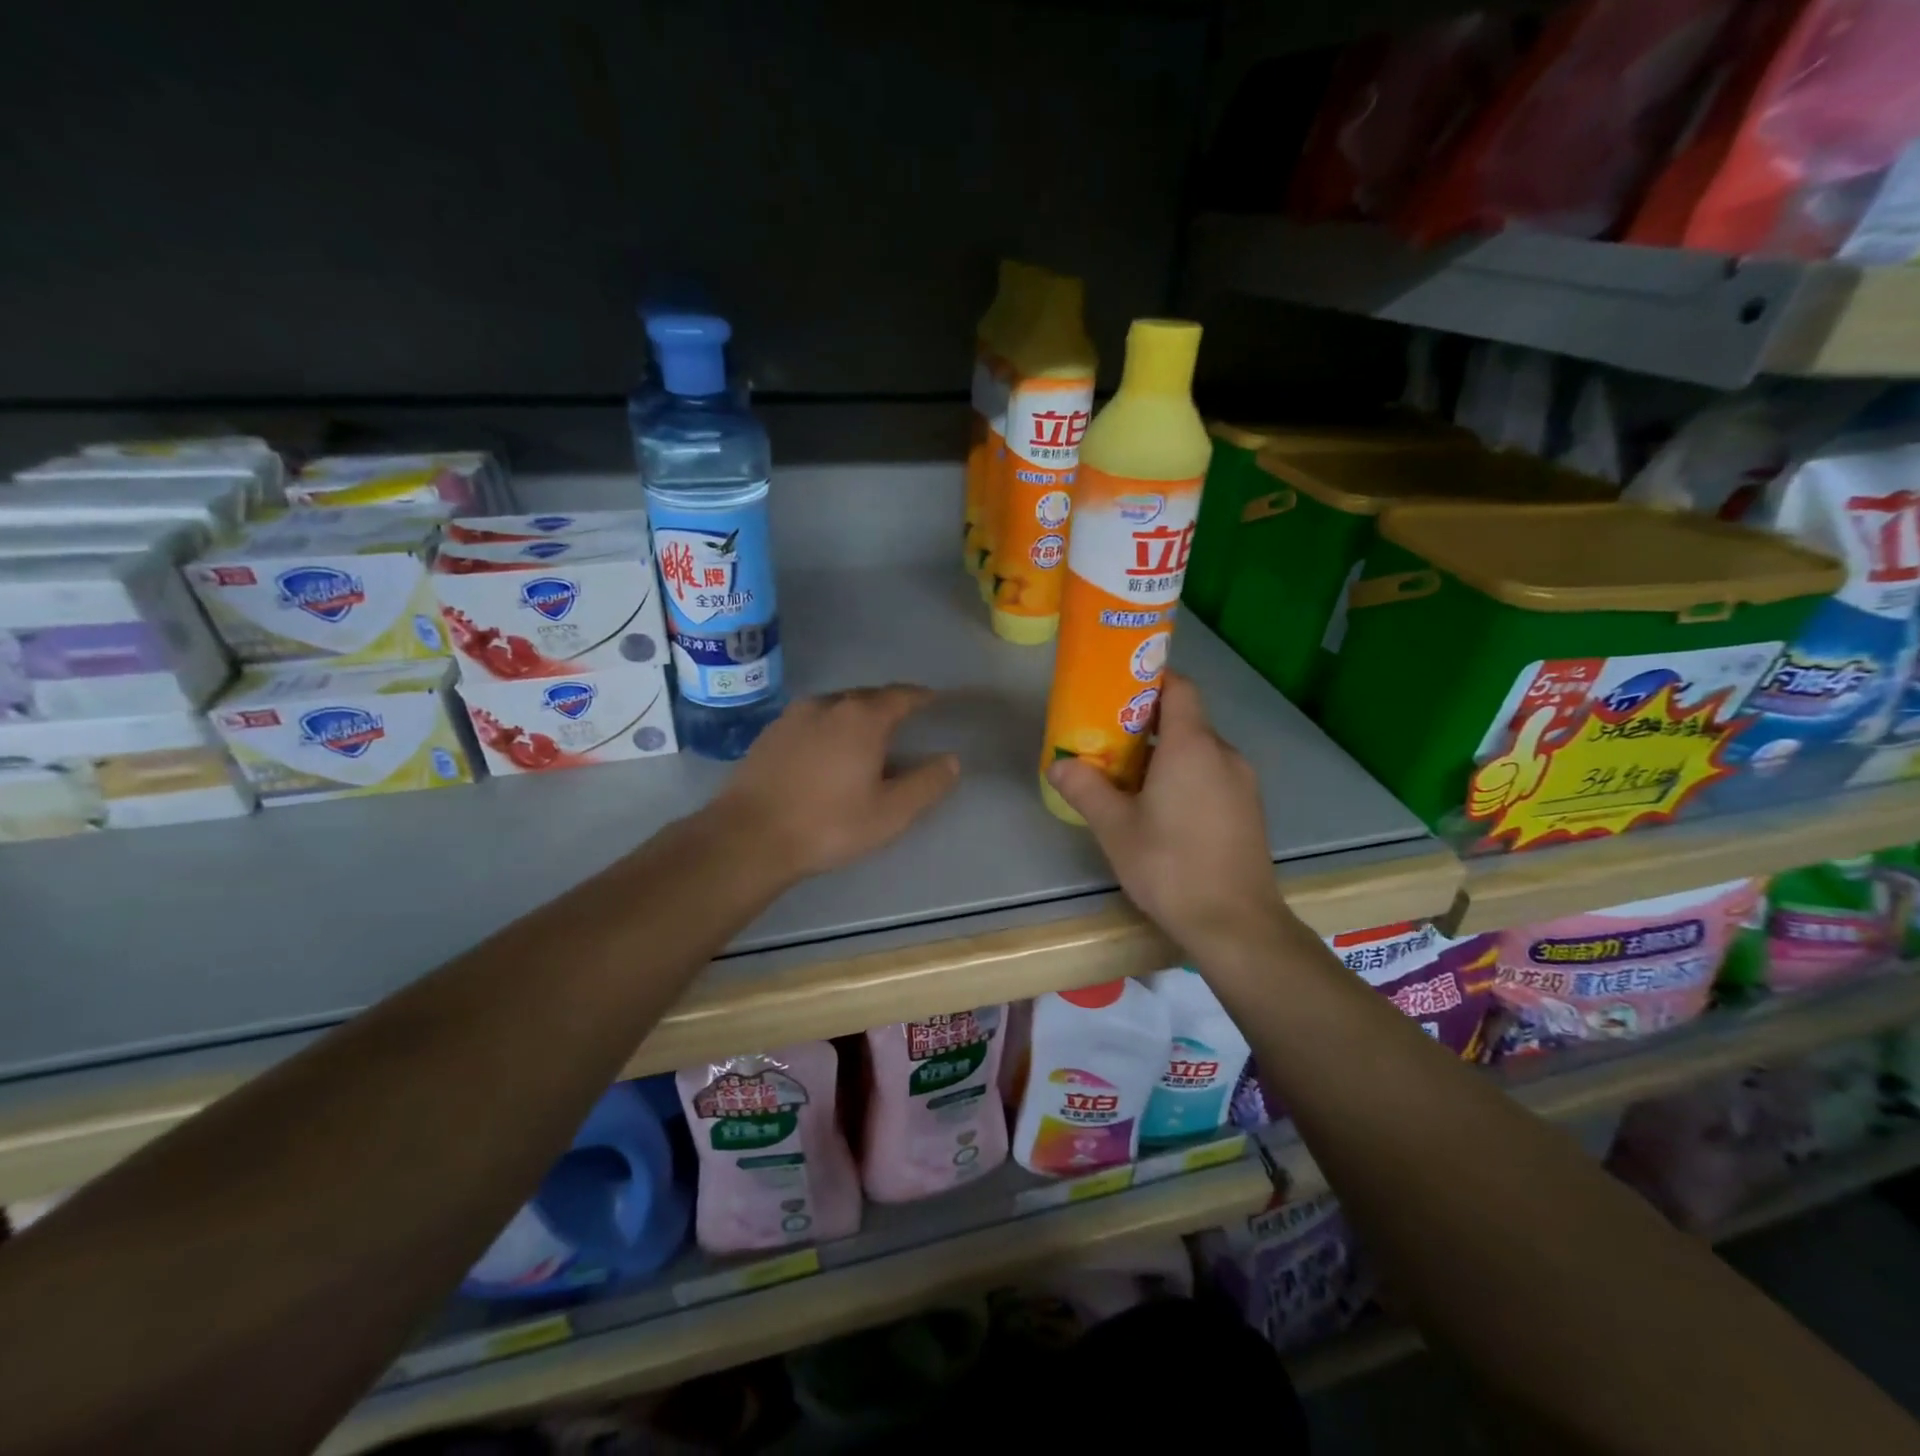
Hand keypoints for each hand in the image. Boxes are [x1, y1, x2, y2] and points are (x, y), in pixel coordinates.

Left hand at [710, 685, 959, 881]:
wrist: (748, 836)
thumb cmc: (828, 824)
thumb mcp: (890, 813)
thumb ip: (927, 783)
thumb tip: (951, 760)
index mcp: (862, 717)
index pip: (901, 695)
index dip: (921, 697)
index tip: (934, 701)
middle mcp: (828, 704)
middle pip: (867, 697)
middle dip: (888, 706)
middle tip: (903, 724)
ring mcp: (793, 716)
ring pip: (836, 707)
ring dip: (856, 717)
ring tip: (866, 739)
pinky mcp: (769, 733)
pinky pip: (811, 721)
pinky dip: (828, 728)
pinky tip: (826, 753)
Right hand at [1045, 673, 1290, 963]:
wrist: (1236, 923)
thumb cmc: (1170, 866)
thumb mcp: (1115, 828)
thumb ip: (1085, 789)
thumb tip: (1058, 765)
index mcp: (1193, 746)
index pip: (1179, 687)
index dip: (1150, 679)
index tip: (1117, 690)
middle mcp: (1224, 753)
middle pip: (1186, 719)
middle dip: (1147, 723)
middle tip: (1108, 740)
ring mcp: (1243, 782)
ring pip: (1200, 750)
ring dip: (1167, 754)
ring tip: (1130, 778)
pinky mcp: (1250, 809)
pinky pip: (1213, 774)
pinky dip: (1187, 776)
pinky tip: (1163, 809)